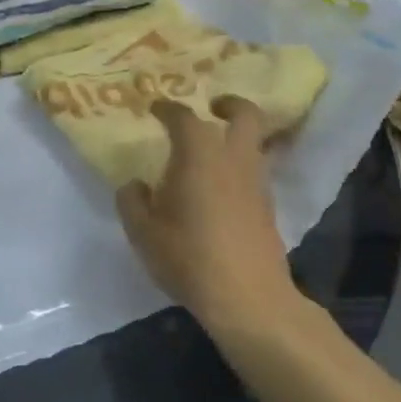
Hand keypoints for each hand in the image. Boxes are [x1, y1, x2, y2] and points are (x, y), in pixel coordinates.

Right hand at [116, 97, 294, 328]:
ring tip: (213, 151)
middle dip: (230, 104)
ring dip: (238, 137)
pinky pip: (256, 172)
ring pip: (256, 143)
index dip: (167, 108)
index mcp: (199, 154)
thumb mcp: (143, 232)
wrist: (247, 297)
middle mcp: (233, 158)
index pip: (184, 117)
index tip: (155, 108)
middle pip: (246, 114)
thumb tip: (135, 185)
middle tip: (212, 107)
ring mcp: (258, 183)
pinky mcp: (269, 208)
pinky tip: (221, 188)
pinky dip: (241, 167)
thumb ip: (132, 201)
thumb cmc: (188, 256)